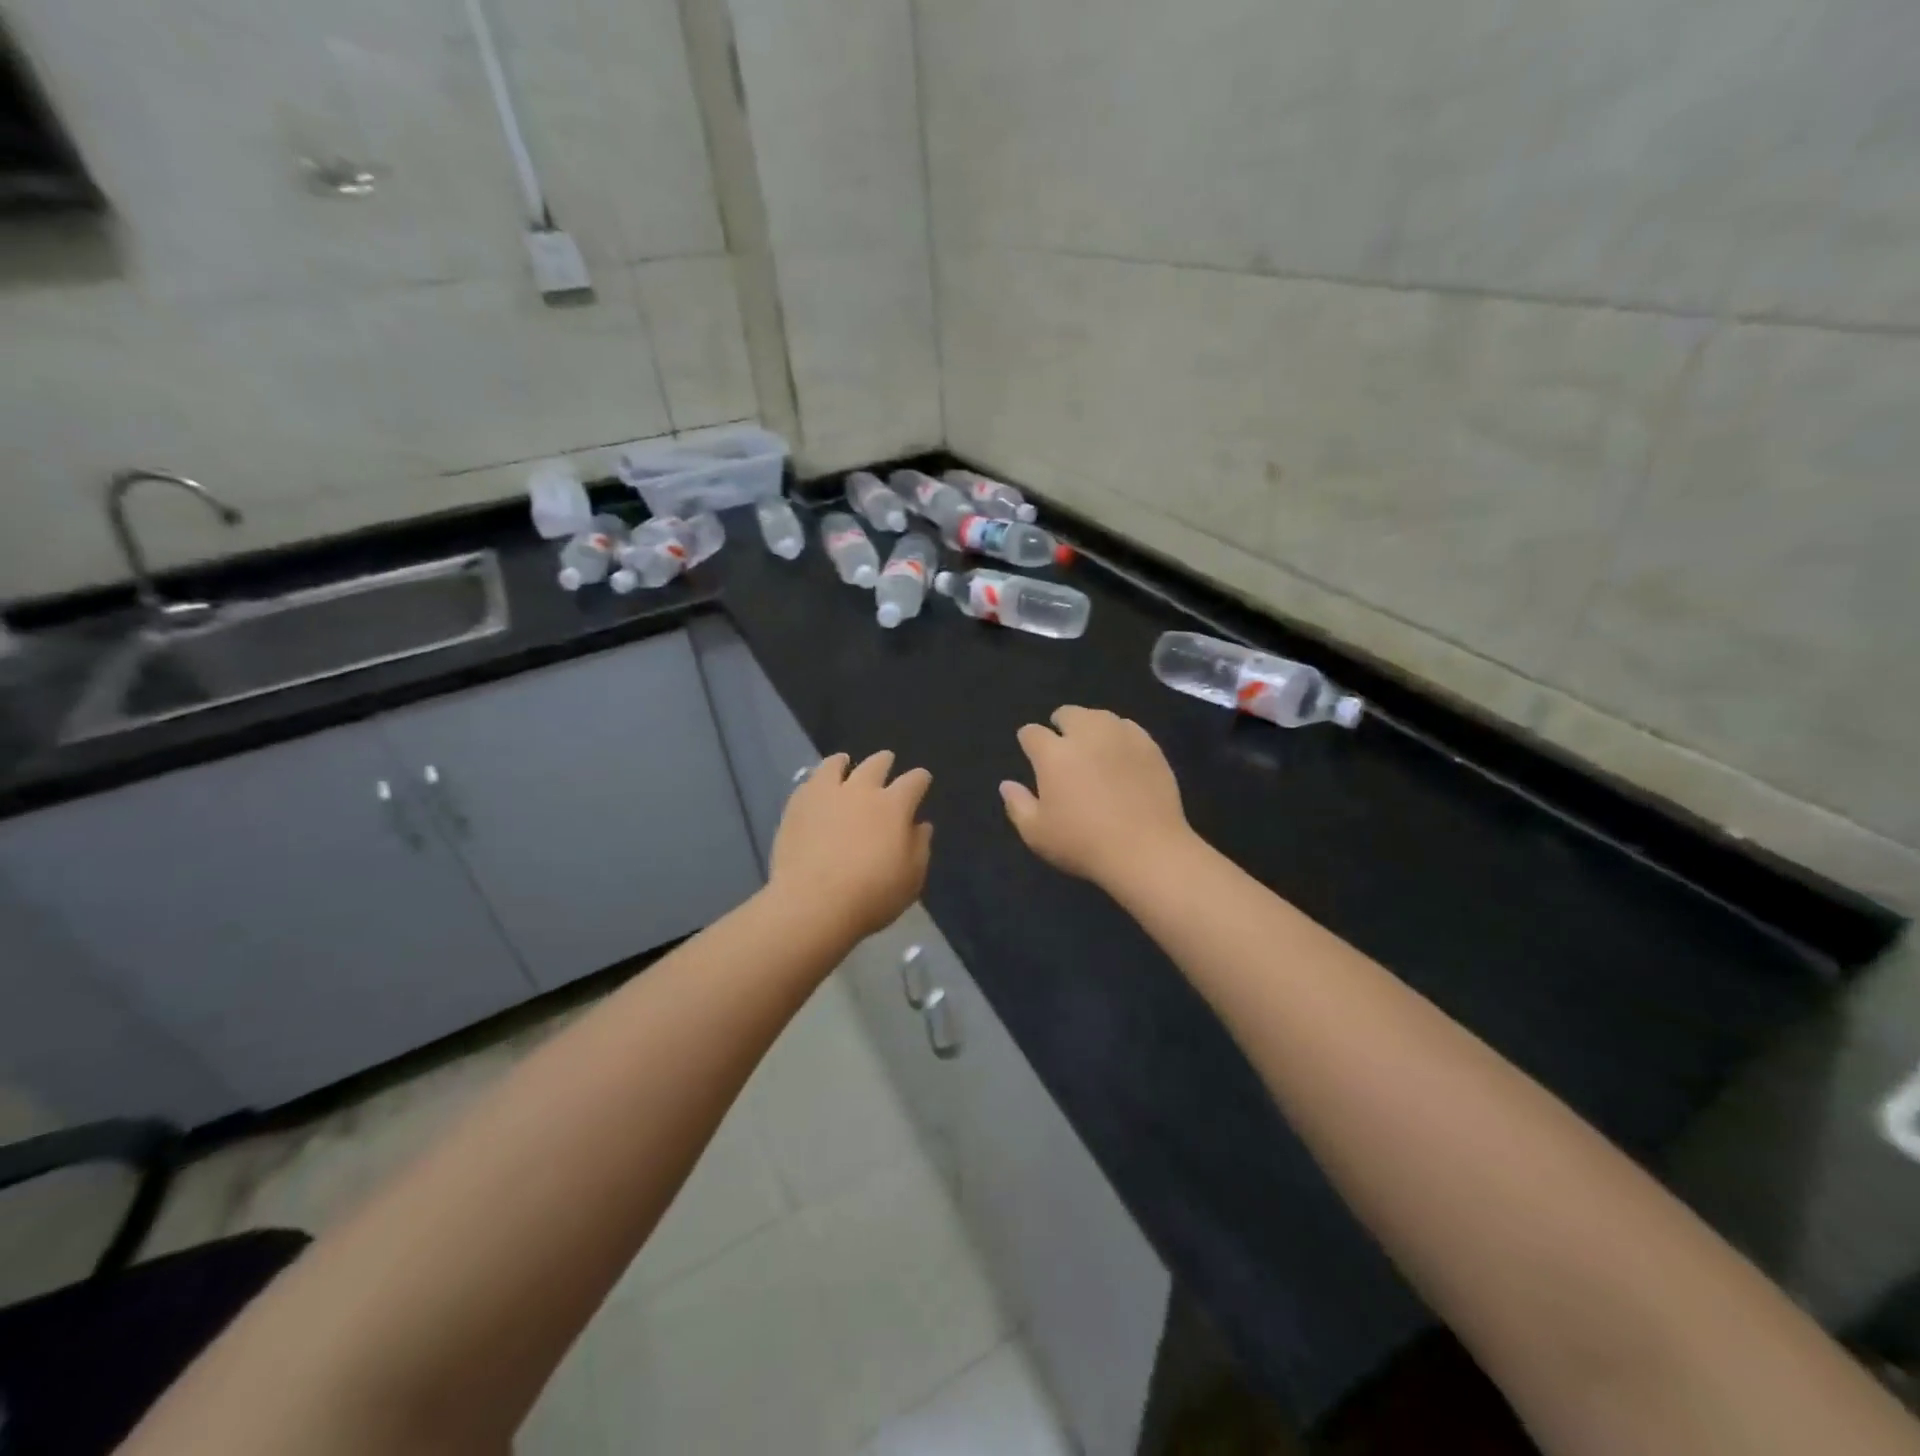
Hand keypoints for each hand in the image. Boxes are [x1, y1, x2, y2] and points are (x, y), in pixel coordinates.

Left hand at [769, 750, 932, 939]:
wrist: (813, 904)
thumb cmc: (871, 895)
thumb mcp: (911, 879)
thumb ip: (919, 847)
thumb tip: (920, 826)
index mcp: (894, 806)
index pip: (914, 781)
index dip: (920, 779)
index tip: (922, 780)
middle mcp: (862, 790)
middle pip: (876, 764)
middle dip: (885, 761)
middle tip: (886, 761)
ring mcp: (826, 794)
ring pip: (836, 764)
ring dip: (844, 762)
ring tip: (844, 762)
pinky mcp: (797, 805)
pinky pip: (808, 782)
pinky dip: (817, 781)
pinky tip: (816, 787)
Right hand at [1001, 706, 1194, 889]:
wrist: (1147, 850)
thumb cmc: (1084, 844)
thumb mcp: (1037, 834)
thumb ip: (1017, 805)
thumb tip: (1007, 784)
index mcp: (1053, 754)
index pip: (1032, 733)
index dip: (1028, 740)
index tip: (1031, 751)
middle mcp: (1086, 734)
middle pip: (1068, 713)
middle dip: (1060, 724)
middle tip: (1063, 745)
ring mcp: (1121, 736)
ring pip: (1100, 716)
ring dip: (1090, 726)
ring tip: (1093, 746)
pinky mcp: (1150, 746)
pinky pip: (1128, 728)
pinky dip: (1119, 735)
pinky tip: (1120, 754)